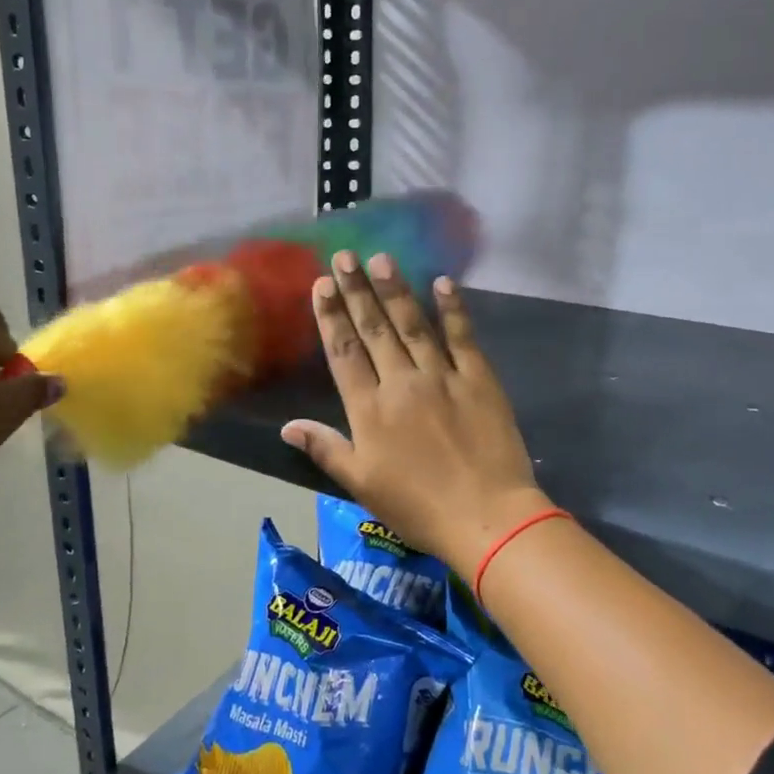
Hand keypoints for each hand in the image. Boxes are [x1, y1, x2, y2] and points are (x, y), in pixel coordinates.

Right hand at [281, 253, 549, 578]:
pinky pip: (462, 336)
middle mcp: (401, 383)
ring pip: (413, 324)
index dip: (330, 317)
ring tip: (381, 258)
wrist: (486, 517)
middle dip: (357, 291)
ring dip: (396, 289)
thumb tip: (286, 426)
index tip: (321, 285)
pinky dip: (452, 308)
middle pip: (374, 329)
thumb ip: (326, 449)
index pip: (344, 353)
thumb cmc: (418, 507)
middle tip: (344, 257)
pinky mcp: (479, 378)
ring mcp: (442, 376)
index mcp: (370, 409)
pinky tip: (442, 282)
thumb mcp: (362, 484)